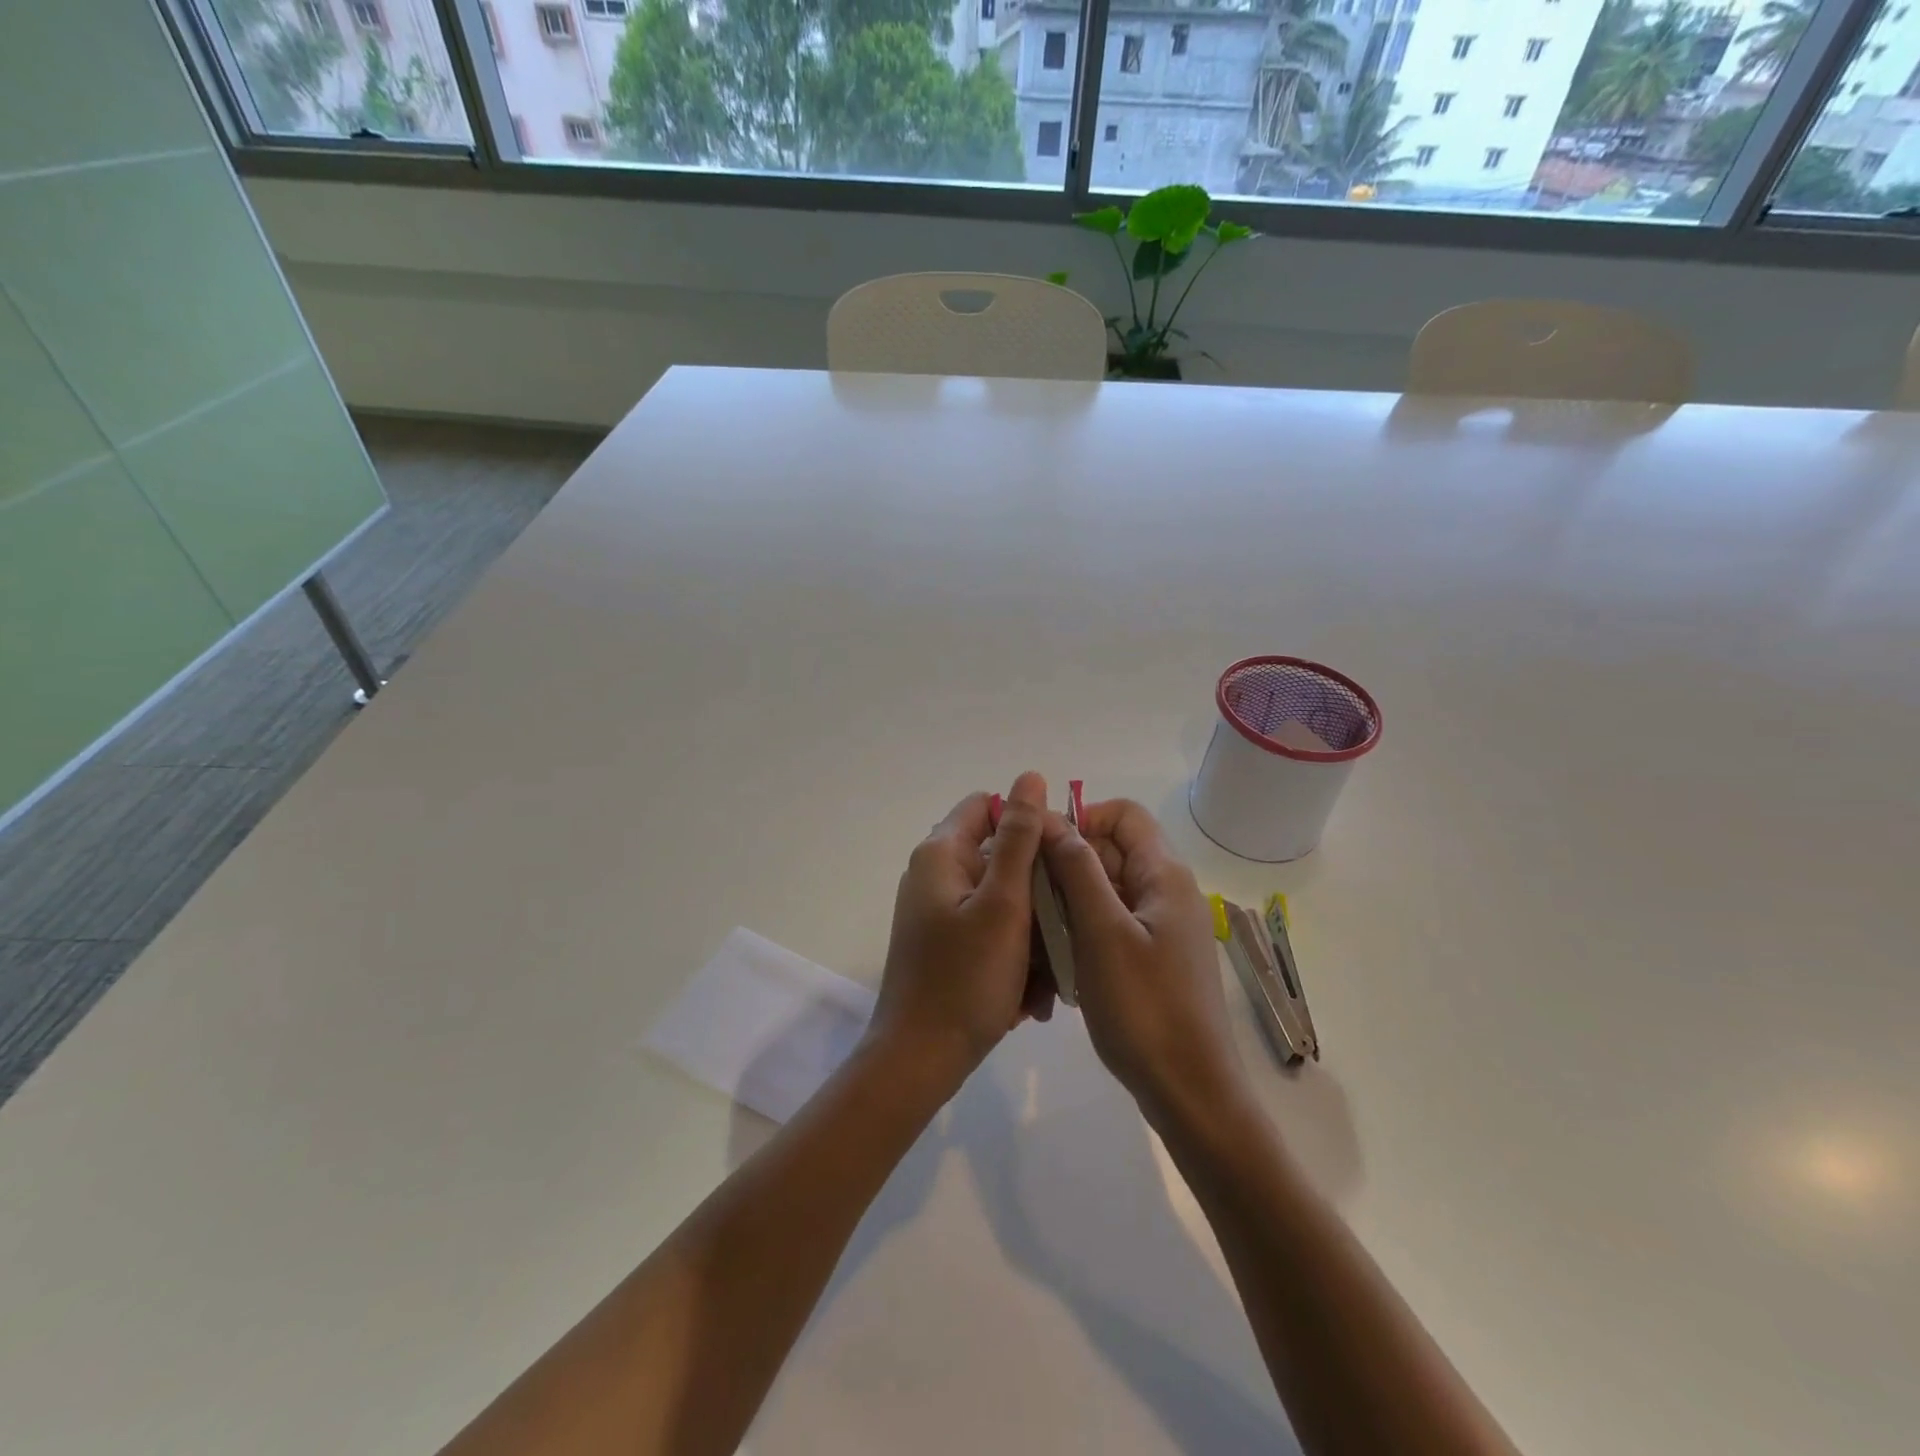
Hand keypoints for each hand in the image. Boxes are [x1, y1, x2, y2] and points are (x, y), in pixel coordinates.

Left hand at [868, 772, 1053, 1089]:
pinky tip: (1030, 993)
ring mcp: (937, 911)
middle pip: (999, 856)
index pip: (987, 806)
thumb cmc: (965, 978)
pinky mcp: (943, 942)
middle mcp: (934, 874)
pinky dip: (1013, 952)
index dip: (1027, 822)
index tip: (1061, 858)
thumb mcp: (1004, 903)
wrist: (919, 1060)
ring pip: (1001, 900)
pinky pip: (989, 930)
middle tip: (1065, 924)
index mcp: (941, 853)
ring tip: (1050, 974)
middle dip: (1037, 889)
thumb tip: (1030, 778)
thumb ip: (1019, 838)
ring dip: (1031, 930)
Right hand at [1041, 798, 1247, 1125]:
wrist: (1190, 1092)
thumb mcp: (1101, 932)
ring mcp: (1163, 927)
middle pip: (1112, 851)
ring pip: (1107, 889)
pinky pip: (1112, 923)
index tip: (1041, 849)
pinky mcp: (1154, 957)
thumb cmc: (1144, 1007)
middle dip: (1067, 864)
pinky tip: (1058, 961)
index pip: (1122, 814)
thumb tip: (1052, 818)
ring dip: (1070, 901)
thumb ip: (1077, 870)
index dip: (1081, 819)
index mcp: (1164, 875)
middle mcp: (1168, 891)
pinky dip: (1083, 930)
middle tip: (1028, 896)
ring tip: (1037, 932)